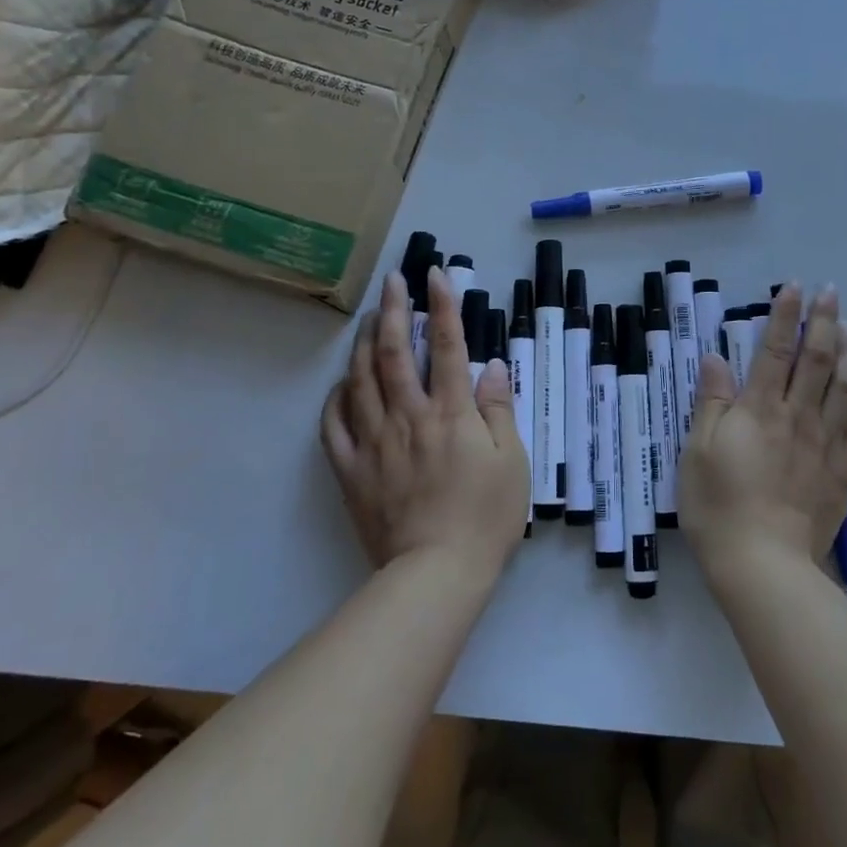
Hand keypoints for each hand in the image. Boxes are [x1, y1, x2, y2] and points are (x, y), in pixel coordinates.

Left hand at [320, 267, 528, 575]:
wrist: (436, 573)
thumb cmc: (485, 516)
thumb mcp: (512, 460)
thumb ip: (498, 409)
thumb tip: (490, 366)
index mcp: (450, 412)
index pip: (448, 344)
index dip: (441, 304)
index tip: (434, 273)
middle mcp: (408, 416)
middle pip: (394, 352)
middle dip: (392, 310)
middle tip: (391, 281)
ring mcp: (374, 442)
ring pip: (360, 380)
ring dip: (362, 344)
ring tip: (366, 320)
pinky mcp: (352, 470)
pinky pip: (334, 426)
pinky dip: (335, 399)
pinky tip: (340, 385)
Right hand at [679, 283, 846, 579]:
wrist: (763, 565)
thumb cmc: (718, 505)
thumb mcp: (697, 450)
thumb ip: (711, 402)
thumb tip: (717, 358)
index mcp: (760, 409)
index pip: (775, 350)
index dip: (784, 316)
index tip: (794, 287)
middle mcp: (798, 418)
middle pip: (818, 361)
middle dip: (825, 322)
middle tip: (832, 294)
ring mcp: (825, 446)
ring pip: (846, 390)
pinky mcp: (842, 476)